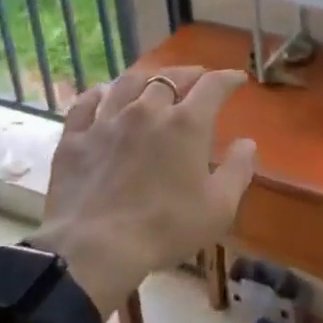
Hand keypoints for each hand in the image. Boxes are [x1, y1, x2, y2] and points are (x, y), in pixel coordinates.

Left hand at [29, 65, 255, 317]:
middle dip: (187, 74)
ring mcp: (107, 121)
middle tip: (196, 77)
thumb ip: (238, 170)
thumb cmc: (165, 228)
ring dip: (146, 78)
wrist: (94, 248)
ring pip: (127, 83)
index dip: (228, 78)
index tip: (238, 78)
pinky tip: (102, 94)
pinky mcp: (75, 138)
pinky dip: (98, 94)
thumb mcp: (218, 208)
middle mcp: (147, 111)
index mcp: (186, 124)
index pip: (213, 87)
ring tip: (153, 80)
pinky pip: (85, 104)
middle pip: (169, 78)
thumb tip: (247, 142)